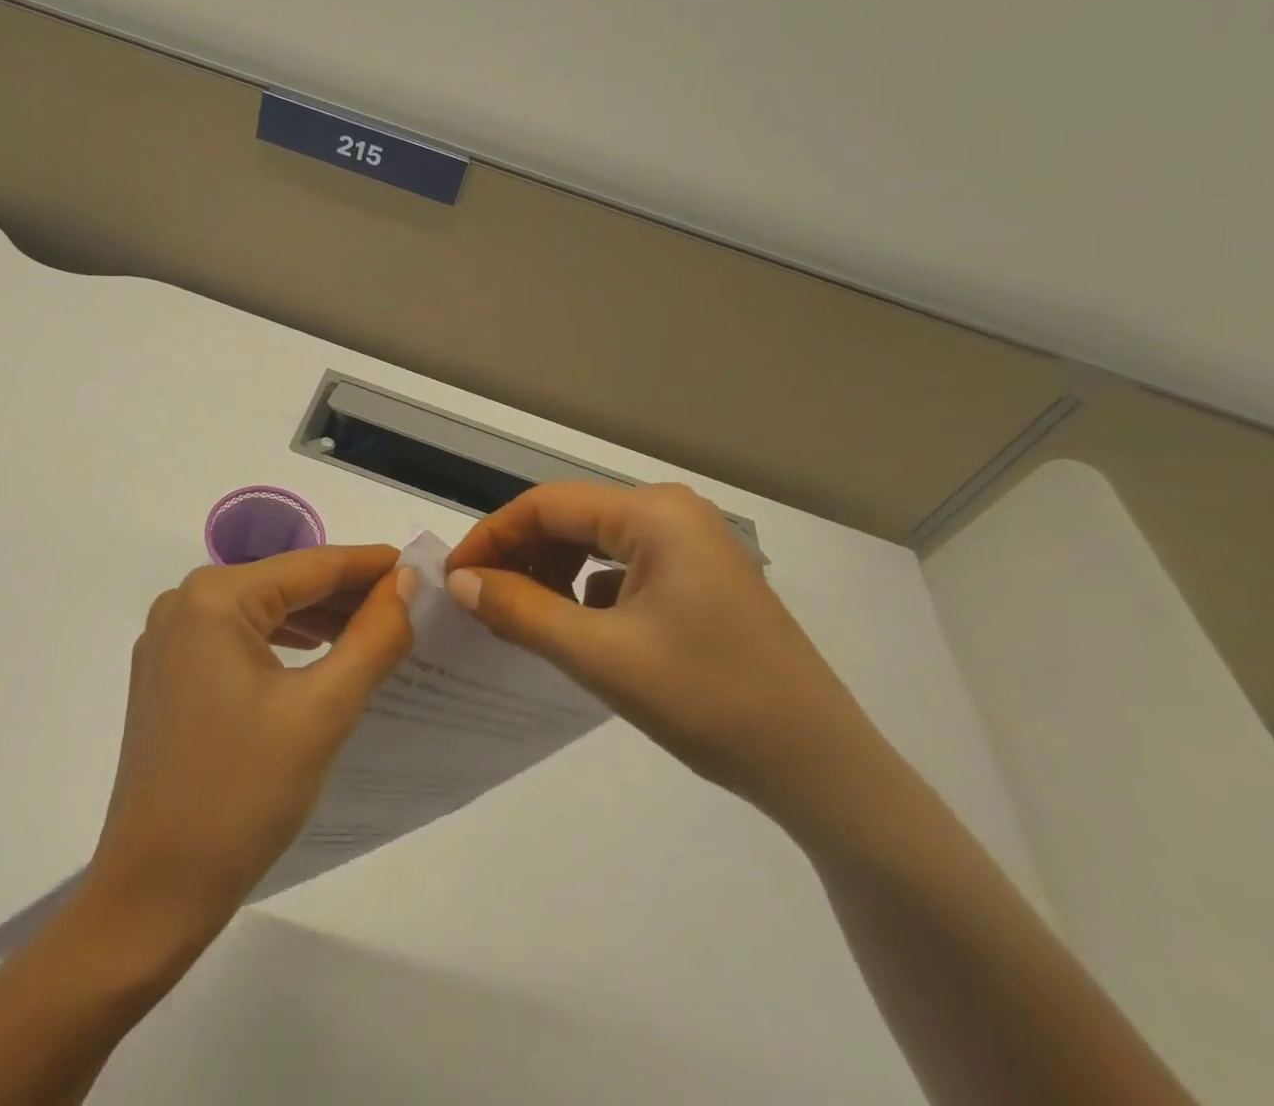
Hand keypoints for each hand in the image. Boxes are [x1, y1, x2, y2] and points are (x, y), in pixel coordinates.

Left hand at [78, 545, 414, 959]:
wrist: (153, 893)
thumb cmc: (242, 795)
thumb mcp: (324, 710)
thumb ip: (374, 636)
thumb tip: (404, 580)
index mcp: (215, 598)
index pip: (312, 565)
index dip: (371, 564)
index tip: (422, 565)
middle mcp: (184, 603)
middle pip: (285, 584)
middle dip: (347, 593)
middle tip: (410, 603)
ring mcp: (169, 640)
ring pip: (263, 612)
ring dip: (319, 619)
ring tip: (377, 628)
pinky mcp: (168, 675)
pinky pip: (238, 640)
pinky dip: (284, 643)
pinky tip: (320, 654)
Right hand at [443, 482, 868, 820]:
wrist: (820, 767)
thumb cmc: (707, 699)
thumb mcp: (598, 655)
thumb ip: (520, 610)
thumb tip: (459, 581)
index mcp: (654, 513)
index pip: (546, 505)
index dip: (492, 536)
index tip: (454, 577)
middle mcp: (673, 512)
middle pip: (571, 519)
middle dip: (520, 555)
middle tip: (480, 600)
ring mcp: (692, 544)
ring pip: (596, 544)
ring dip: (551, 573)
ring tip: (522, 616)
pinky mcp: (700, 577)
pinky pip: (623, 568)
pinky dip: (587, 590)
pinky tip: (574, 627)